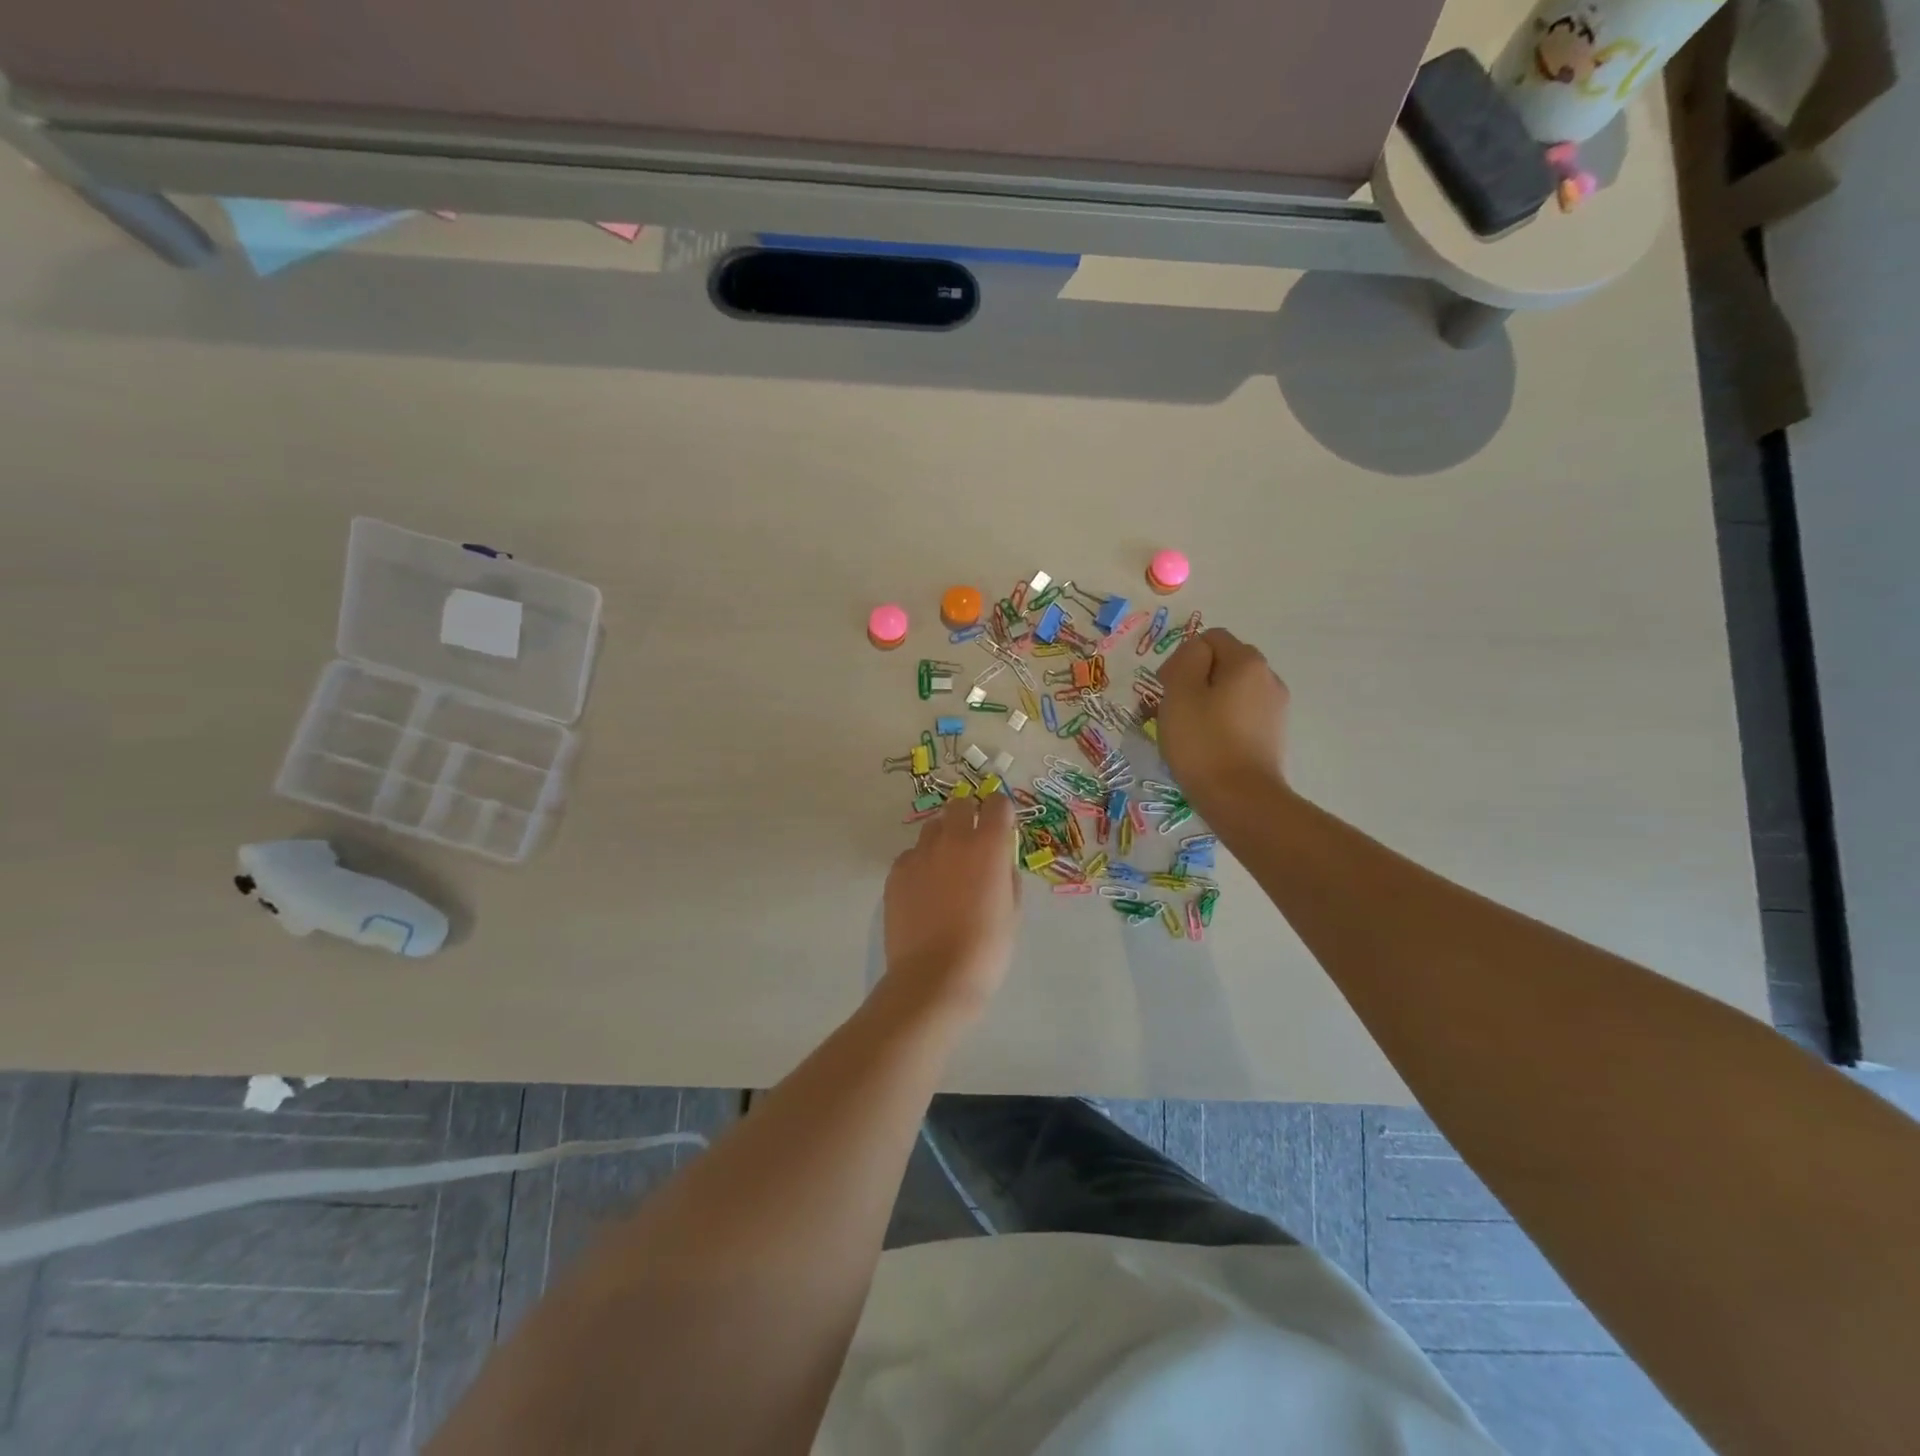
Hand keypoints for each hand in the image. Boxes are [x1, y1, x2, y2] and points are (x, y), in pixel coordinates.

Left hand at [882, 794, 1020, 1020]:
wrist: (934, 978)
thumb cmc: (986, 949)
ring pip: (932, 829)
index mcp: (988, 847)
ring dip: (943, 839)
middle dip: (968, 815)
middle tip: (972, 844)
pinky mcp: (896, 873)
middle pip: (959, 805)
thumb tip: (999, 864)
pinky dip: (920, 864)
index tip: (1001, 826)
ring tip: (945, 871)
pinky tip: (923, 893)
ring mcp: (919, 855)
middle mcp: (952, 840)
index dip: (1001, 812)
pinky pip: (911, 856)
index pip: (997, 804)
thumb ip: (1007, 877)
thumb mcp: (1012, 913)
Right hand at [1155, 628, 1290, 816]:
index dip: (1182, 658)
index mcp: (1247, 661)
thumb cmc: (1203, 742)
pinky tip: (1209, 745)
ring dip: (1208, 701)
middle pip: (1224, 662)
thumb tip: (1197, 652)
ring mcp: (1275, 708)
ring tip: (1189, 731)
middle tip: (1173, 709)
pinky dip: (1223, 721)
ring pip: (1232, 690)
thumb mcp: (1180, 692)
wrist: (1241, 799)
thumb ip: (1187, 659)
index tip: (1166, 689)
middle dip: (1196, 678)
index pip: (1209, 639)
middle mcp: (1268, 677)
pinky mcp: (1273, 735)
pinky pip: (1242, 714)